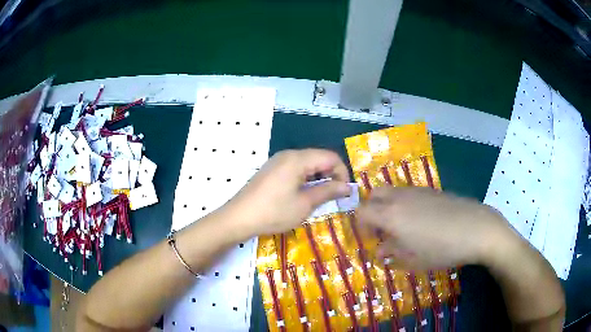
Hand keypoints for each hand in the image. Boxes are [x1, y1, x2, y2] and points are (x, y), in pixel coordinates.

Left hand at [224, 149, 350, 236]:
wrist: (239, 218)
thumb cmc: (274, 212)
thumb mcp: (304, 204)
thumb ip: (327, 191)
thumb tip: (347, 187)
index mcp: (298, 159)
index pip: (330, 157)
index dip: (342, 173)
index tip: (344, 191)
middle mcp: (288, 154)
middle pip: (319, 157)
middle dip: (330, 175)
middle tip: (334, 196)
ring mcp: (278, 161)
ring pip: (307, 163)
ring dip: (318, 177)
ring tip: (319, 197)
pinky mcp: (271, 170)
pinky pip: (295, 168)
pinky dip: (305, 178)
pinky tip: (302, 194)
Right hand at [357, 186, 516, 269]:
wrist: (476, 228)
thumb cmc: (441, 249)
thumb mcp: (413, 259)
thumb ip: (392, 253)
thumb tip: (381, 251)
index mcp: (390, 215)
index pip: (361, 211)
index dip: (360, 225)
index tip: (370, 240)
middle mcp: (400, 198)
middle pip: (374, 195)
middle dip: (371, 211)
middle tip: (382, 230)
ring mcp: (417, 191)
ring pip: (392, 192)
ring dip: (388, 207)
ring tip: (402, 228)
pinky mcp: (432, 191)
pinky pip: (409, 193)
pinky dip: (405, 204)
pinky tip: (421, 221)